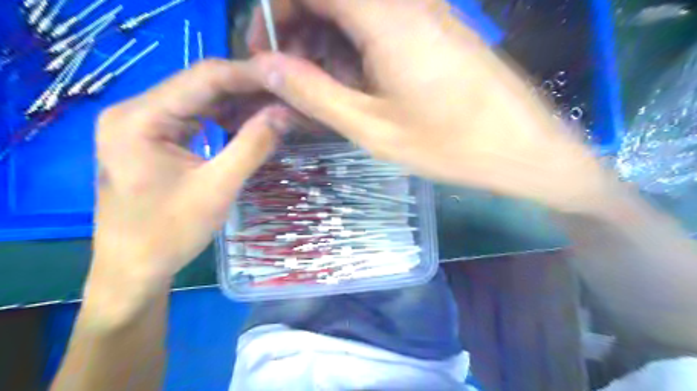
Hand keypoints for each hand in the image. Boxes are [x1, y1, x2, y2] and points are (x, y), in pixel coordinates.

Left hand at [89, 58, 285, 301]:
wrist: (133, 268)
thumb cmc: (169, 233)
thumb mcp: (218, 188)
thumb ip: (252, 146)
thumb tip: (284, 113)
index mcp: (140, 118)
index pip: (203, 78)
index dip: (248, 76)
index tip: (285, 80)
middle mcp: (135, 110)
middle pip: (200, 86)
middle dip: (245, 91)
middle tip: (285, 97)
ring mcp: (140, 124)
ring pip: (198, 101)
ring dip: (237, 105)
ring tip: (273, 110)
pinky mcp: (150, 138)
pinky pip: (193, 118)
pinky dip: (223, 120)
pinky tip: (246, 125)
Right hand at [247, 0, 611, 211]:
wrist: (521, 147)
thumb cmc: (449, 145)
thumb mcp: (372, 128)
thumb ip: (316, 93)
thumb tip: (267, 67)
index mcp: (387, 18)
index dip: (274, 10)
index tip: (264, 51)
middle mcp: (407, 2)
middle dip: (299, 27)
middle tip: (291, 76)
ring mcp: (426, 12)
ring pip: (356, 11)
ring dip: (326, 41)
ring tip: (322, 88)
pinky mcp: (437, 29)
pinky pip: (381, 24)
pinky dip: (355, 48)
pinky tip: (357, 83)